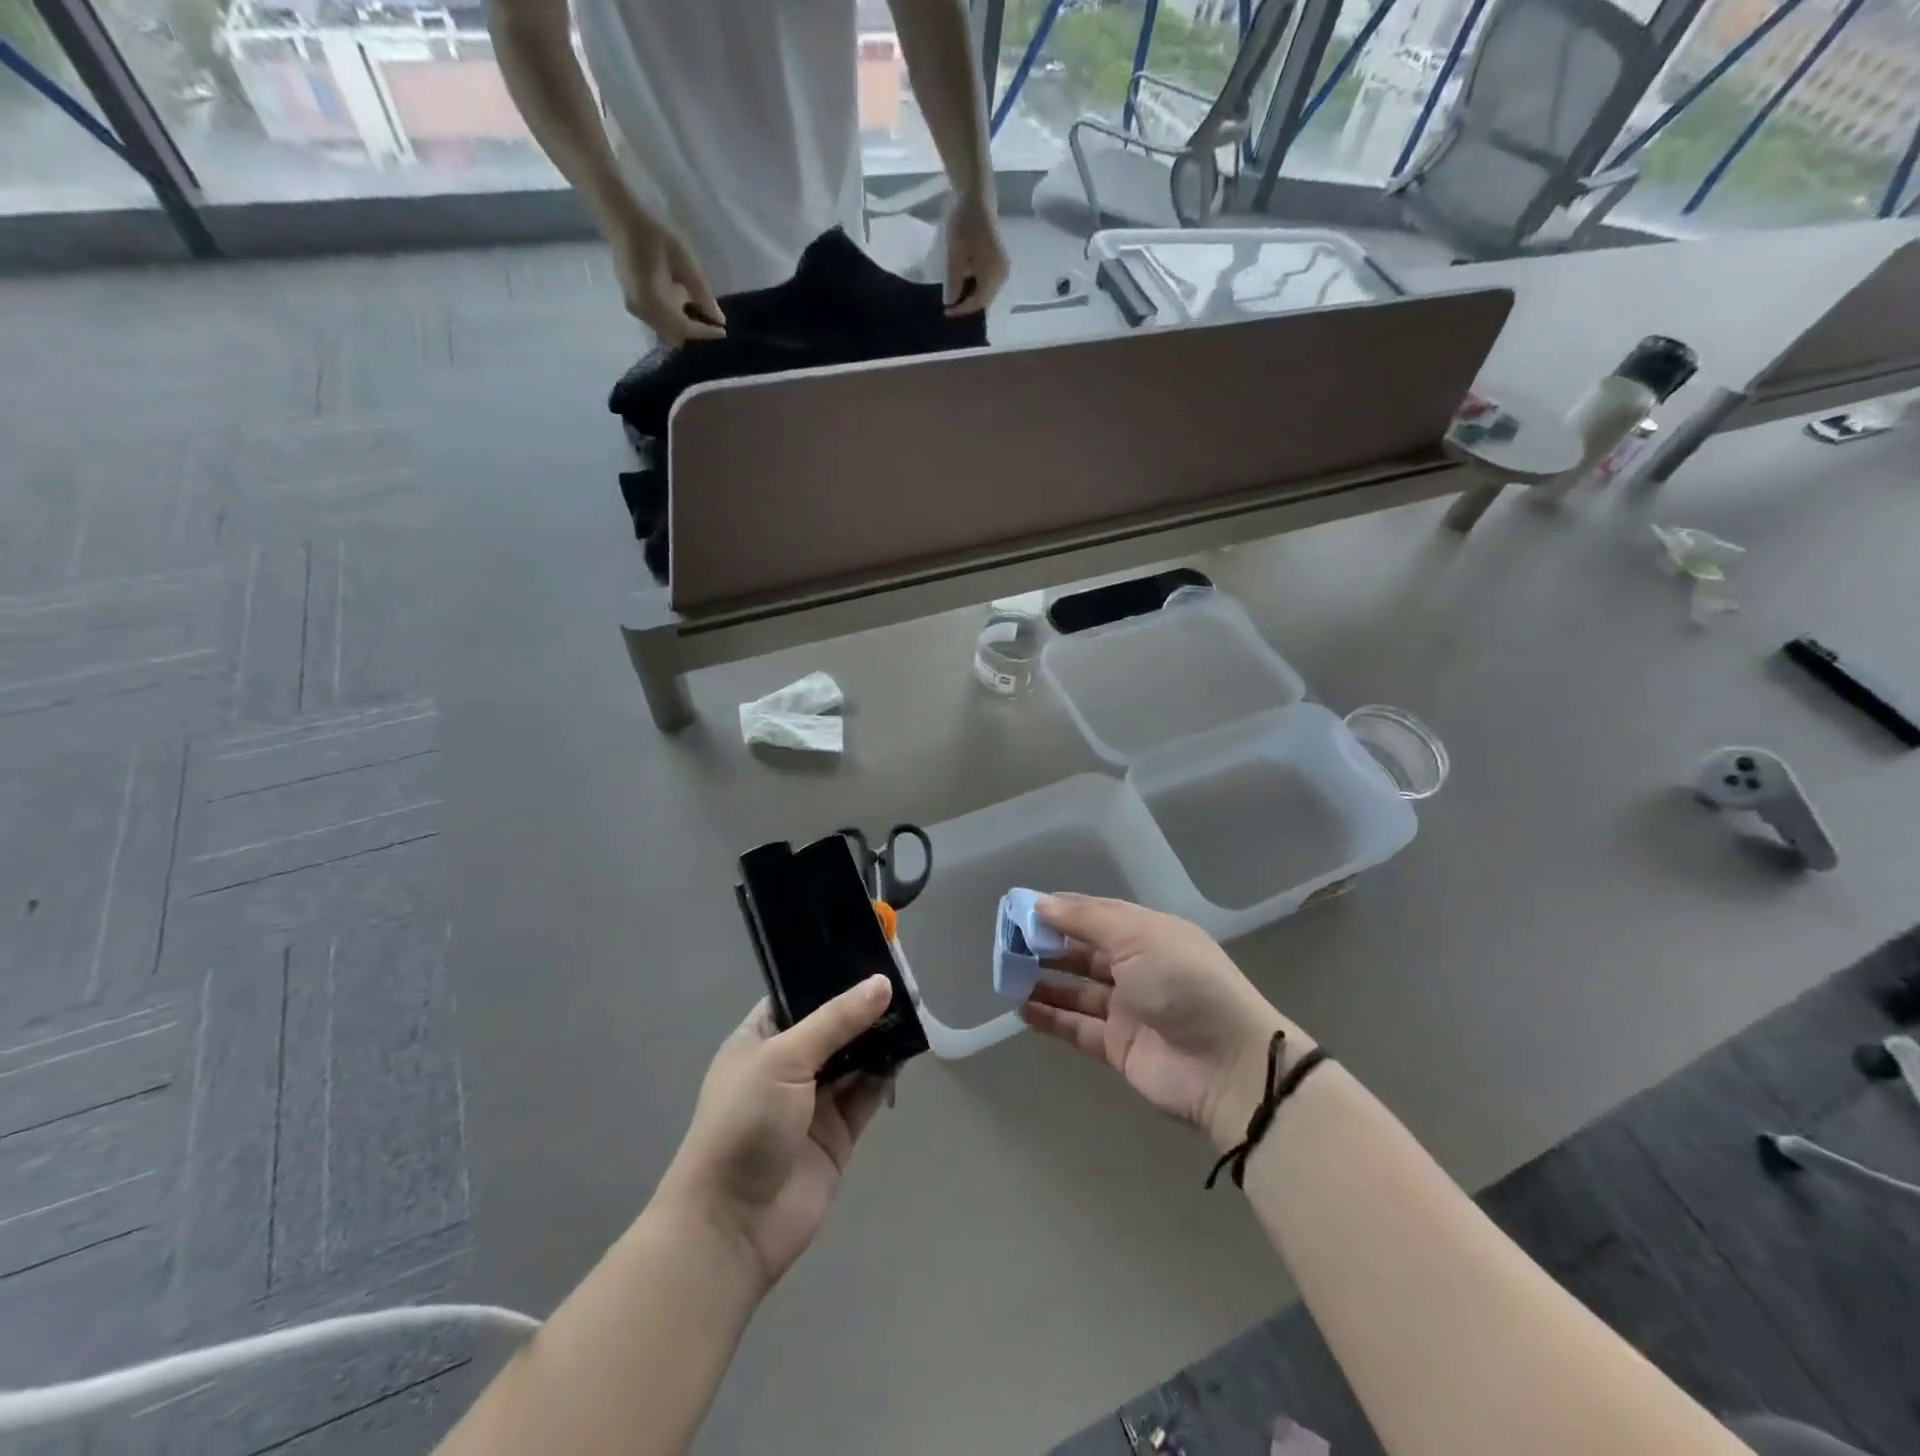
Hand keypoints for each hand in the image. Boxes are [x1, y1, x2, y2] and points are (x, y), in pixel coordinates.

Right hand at [608, 210, 725, 343]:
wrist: (623, 220)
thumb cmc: (655, 236)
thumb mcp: (684, 262)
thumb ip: (701, 293)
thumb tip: (718, 319)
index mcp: (652, 301)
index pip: (684, 328)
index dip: (705, 332)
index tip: (723, 331)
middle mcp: (642, 311)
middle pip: (675, 336)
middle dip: (695, 334)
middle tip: (713, 325)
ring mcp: (635, 309)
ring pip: (667, 332)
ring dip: (685, 328)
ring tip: (702, 317)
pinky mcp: (634, 304)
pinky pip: (659, 323)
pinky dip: (675, 321)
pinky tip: (686, 309)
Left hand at [658, 977, 892, 1290]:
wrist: (732, 1225)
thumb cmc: (744, 1123)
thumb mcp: (784, 1059)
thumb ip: (837, 1020)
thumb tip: (882, 984)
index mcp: (759, 1040)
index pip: (798, 996)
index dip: (831, 976)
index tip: (870, 954)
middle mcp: (786, 1065)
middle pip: (833, 1026)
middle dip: (864, 1007)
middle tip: (905, 981)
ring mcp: (813, 1101)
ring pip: (854, 1058)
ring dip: (879, 1037)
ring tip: (914, 1008)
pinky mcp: (837, 1133)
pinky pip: (867, 1093)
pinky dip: (886, 1073)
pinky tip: (909, 1050)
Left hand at [944, 189, 1008, 316]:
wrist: (976, 196)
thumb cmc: (964, 225)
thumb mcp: (954, 256)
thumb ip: (953, 282)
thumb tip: (951, 303)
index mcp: (993, 275)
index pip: (978, 302)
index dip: (961, 310)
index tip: (945, 310)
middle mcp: (1002, 275)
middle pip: (984, 299)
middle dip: (966, 304)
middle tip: (949, 305)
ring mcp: (1002, 267)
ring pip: (985, 291)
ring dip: (970, 295)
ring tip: (953, 295)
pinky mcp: (998, 260)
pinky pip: (987, 281)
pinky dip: (974, 285)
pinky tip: (962, 282)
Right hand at [1021, 895, 1299, 1150]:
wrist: (1227, 1067)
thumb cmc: (1183, 984)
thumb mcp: (1137, 937)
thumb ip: (1086, 921)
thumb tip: (1041, 903)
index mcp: (1148, 933)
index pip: (1095, 914)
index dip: (1059, 911)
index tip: (1020, 909)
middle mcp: (1137, 967)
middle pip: (1083, 951)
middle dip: (1046, 945)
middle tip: (1006, 943)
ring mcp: (1127, 1009)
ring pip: (1076, 989)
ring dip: (1044, 980)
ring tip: (1007, 973)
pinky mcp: (1118, 1047)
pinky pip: (1076, 1026)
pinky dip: (1050, 1017)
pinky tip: (1020, 1008)